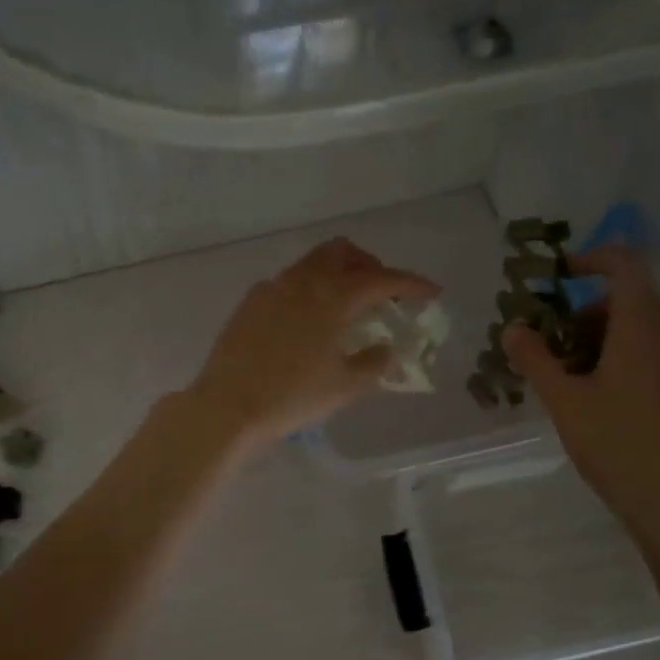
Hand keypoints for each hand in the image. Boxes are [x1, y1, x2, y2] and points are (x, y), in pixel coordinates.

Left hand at [186, 238, 439, 449]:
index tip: (431, 292)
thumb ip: (374, 362)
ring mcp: (272, 288)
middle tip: (383, 292)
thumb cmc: (293, 397)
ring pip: (313, 263)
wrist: (229, 406)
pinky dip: (309, 289)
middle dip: (370, 265)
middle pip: (344, 252)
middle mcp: (303, 281)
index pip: (382, 279)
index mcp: (333, 296)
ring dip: (338, 274)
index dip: (411, 283)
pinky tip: (308, 321)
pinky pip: (288, 282)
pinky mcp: (251, 302)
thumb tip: (385, 348)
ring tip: (347, 306)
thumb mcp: (345, 386)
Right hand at [502, 247, 659, 544]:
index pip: (625, 265)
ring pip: (642, 323)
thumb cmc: (614, 444)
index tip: (559, 277)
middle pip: (631, 295)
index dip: (592, 259)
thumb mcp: (564, 401)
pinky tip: (600, 391)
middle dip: (587, 307)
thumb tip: (512, 329)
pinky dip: (623, 351)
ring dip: (603, 331)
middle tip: (554, 340)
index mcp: (641, 328)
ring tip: (571, 371)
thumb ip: (535, 359)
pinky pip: (654, 347)